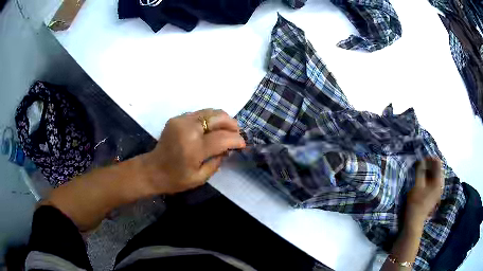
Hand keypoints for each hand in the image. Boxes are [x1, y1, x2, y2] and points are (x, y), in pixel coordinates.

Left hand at [142, 109, 245, 194]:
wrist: (152, 170)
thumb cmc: (176, 179)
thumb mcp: (200, 178)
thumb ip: (217, 162)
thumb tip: (227, 149)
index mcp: (193, 148)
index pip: (222, 138)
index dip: (236, 139)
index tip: (242, 144)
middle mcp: (188, 129)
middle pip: (218, 117)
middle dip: (232, 124)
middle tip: (236, 134)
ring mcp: (181, 120)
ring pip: (210, 111)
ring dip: (222, 119)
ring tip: (226, 129)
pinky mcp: (177, 118)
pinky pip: (199, 114)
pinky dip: (210, 119)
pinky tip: (211, 129)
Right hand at [405, 158, 443, 226]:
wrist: (415, 221)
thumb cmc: (416, 202)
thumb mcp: (417, 185)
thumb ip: (420, 171)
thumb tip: (421, 160)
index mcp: (438, 181)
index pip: (438, 163)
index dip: (431, 158)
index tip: (422, 158)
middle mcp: (441, 185)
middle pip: (438, 169)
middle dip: (430, 165)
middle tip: (421, 165)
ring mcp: (439, 191)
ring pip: (436, 175)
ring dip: (430, 171)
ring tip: (421, 172)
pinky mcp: (435, 195)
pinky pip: (435, 182)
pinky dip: (430, 178)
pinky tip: (424, 180)